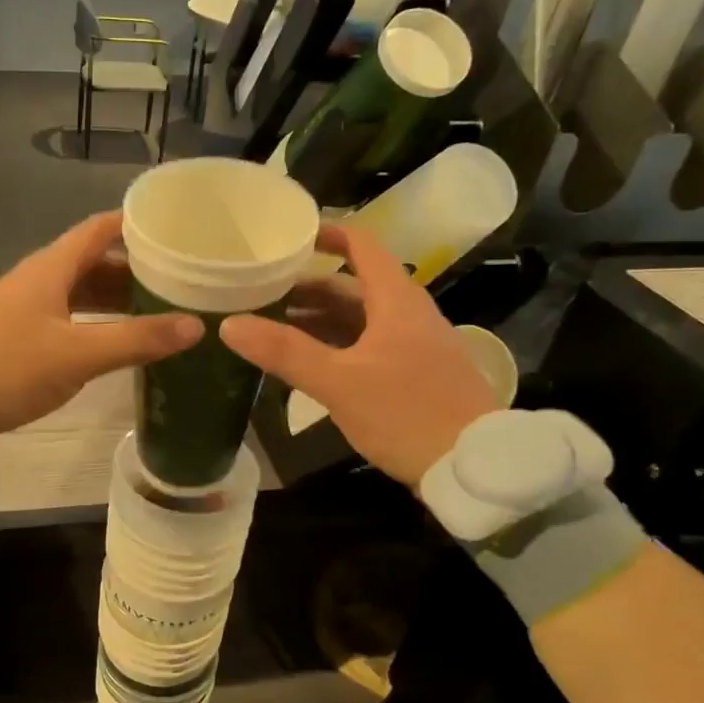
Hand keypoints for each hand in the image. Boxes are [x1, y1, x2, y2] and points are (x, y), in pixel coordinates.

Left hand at [0, 211, 201, 453]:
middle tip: (178, 278)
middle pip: (91, 260)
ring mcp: (23, 305)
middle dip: (133, 267)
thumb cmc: (12, 369)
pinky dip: (94, 320)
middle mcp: (36, 278)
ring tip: (157, 310)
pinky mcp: (16, 333)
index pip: (99, 229)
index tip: (174, 230)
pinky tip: (115, 339)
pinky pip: (65, 314)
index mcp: (49, 268)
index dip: (135, 225)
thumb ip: (137, 339)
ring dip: (114, 297)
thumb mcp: (80, 354)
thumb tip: (196, 325)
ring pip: (78, 290)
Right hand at [219, 223, 497, 484]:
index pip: (362, 248)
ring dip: (320, 320)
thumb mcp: (339, 382)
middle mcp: (408, 315)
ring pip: (361, 319)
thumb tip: (229, 325)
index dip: (328, 235)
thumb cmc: (407, 413)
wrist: (474, 467)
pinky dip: (337, 346)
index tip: (290, 235)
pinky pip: (369, 346)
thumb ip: (285, 352)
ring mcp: (415, 346)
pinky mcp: (416, 376)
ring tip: (276, 327)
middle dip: (309, 287)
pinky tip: (311, 364)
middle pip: (355, 287)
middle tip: (263, 293)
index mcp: (396, 302)